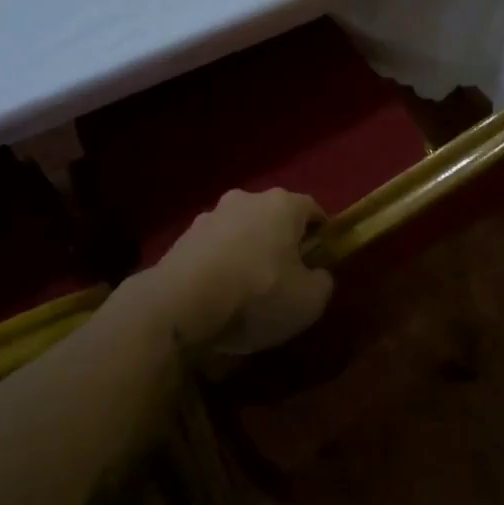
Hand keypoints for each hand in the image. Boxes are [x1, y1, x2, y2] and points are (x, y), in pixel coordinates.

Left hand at [153, 189, 334, 353]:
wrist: (180, 305)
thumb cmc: (257, 295)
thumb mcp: (309, 301)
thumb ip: (323, 282)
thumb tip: (318, 274)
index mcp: (282, 204)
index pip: (312, 210)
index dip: (321, 235)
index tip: (320, 262)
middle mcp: (246, 199)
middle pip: (274, 217)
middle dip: (281, 242)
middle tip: (285, 277)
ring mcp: (210, 215)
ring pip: (241, 231)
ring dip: (248, 251)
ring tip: (247, 290)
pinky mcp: (183, 237)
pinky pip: (214, 248)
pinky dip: (221, 264)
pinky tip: (218, 295)